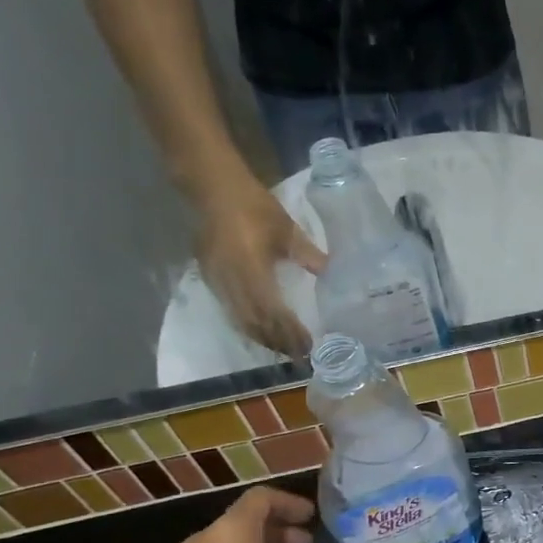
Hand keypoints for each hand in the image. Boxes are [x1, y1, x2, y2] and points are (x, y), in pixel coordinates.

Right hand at [197, 182, 324, 357]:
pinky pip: (229, 309)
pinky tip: (261, 329)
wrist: (213, 188)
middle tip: (299, 355)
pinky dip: (247, 324)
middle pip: (254, 322)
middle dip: (276, 341)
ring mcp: (217, 280)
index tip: (308, 345)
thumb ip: (309, 255)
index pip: (272, 311)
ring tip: (284, 348)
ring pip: (239, 319)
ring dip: (262, 336)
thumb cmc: (254, 207)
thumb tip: (332, 273)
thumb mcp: (287, 230)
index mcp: (251, 270)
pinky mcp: (209, 276)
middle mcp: (231, 281)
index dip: (290, 331)